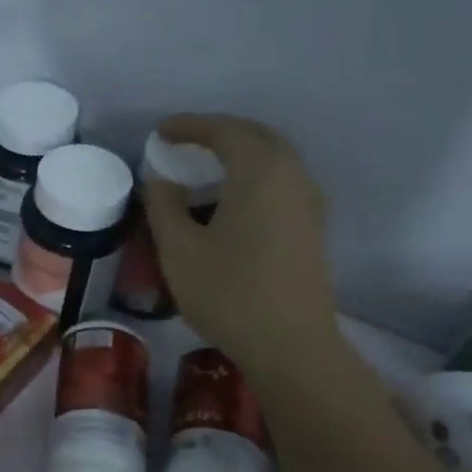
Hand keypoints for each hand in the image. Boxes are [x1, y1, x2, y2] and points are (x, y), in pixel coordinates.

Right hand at [144, 114, 346, 387]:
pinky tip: (231, 200)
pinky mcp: (311, 227)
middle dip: (219, 133)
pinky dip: (254, 175)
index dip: (190, 126)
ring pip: (274, 159)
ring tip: (205, 168)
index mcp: (260, 172)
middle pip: (256, 136)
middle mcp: (292, 176)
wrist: (291, 345)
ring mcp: (308, 202)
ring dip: (240, 154)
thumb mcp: (179, 249)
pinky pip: (282, 181)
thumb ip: (164, 206)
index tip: (161, 132)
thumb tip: (160, 181)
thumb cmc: (229, 293)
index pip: (225, 131)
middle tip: (185, 142)